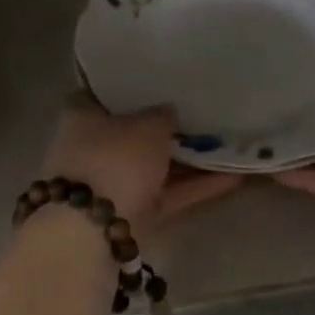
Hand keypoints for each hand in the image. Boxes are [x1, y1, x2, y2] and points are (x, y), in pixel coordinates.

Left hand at [38, 93, 241, 234]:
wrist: (93, 231)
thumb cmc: (115, 159)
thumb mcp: (148, 126)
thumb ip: (162, 115)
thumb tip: (167, 111)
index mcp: (81, 116)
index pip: (102, 93)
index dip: (129, 88)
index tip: (158, 83)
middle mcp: (91, 148)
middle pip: (130, 132)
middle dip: (162, 128)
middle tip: (199, 114)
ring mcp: (110, 183)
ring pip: (151, 166)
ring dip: (185, 160)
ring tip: (225, 144)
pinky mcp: (130, 214)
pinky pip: (165, 194)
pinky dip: (194, 187)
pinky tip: (233, 177)